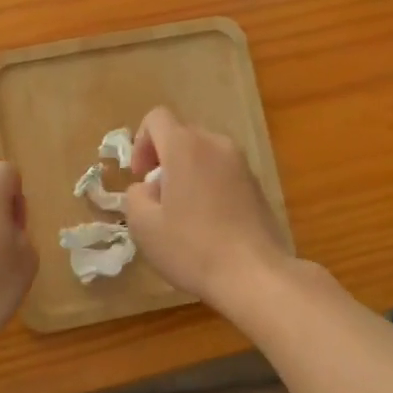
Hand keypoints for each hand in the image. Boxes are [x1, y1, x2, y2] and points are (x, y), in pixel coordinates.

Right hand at [122, 107, 289, 311]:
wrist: (255, 274)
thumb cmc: (192, 247)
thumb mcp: (143, 226)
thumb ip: (134, 196)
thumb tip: (148, 188)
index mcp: (186, 146)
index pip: (157, 118)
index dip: (141, 143)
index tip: (141, 178)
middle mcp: (216, 145)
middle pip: (182, 135)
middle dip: (164, 160)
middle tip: (158, 198)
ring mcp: (242, 164)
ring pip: (204, 154)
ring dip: (187, 173)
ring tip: (183, 213)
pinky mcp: (257, 185)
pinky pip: (223, 173)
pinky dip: (209, 186)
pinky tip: (209, 224)